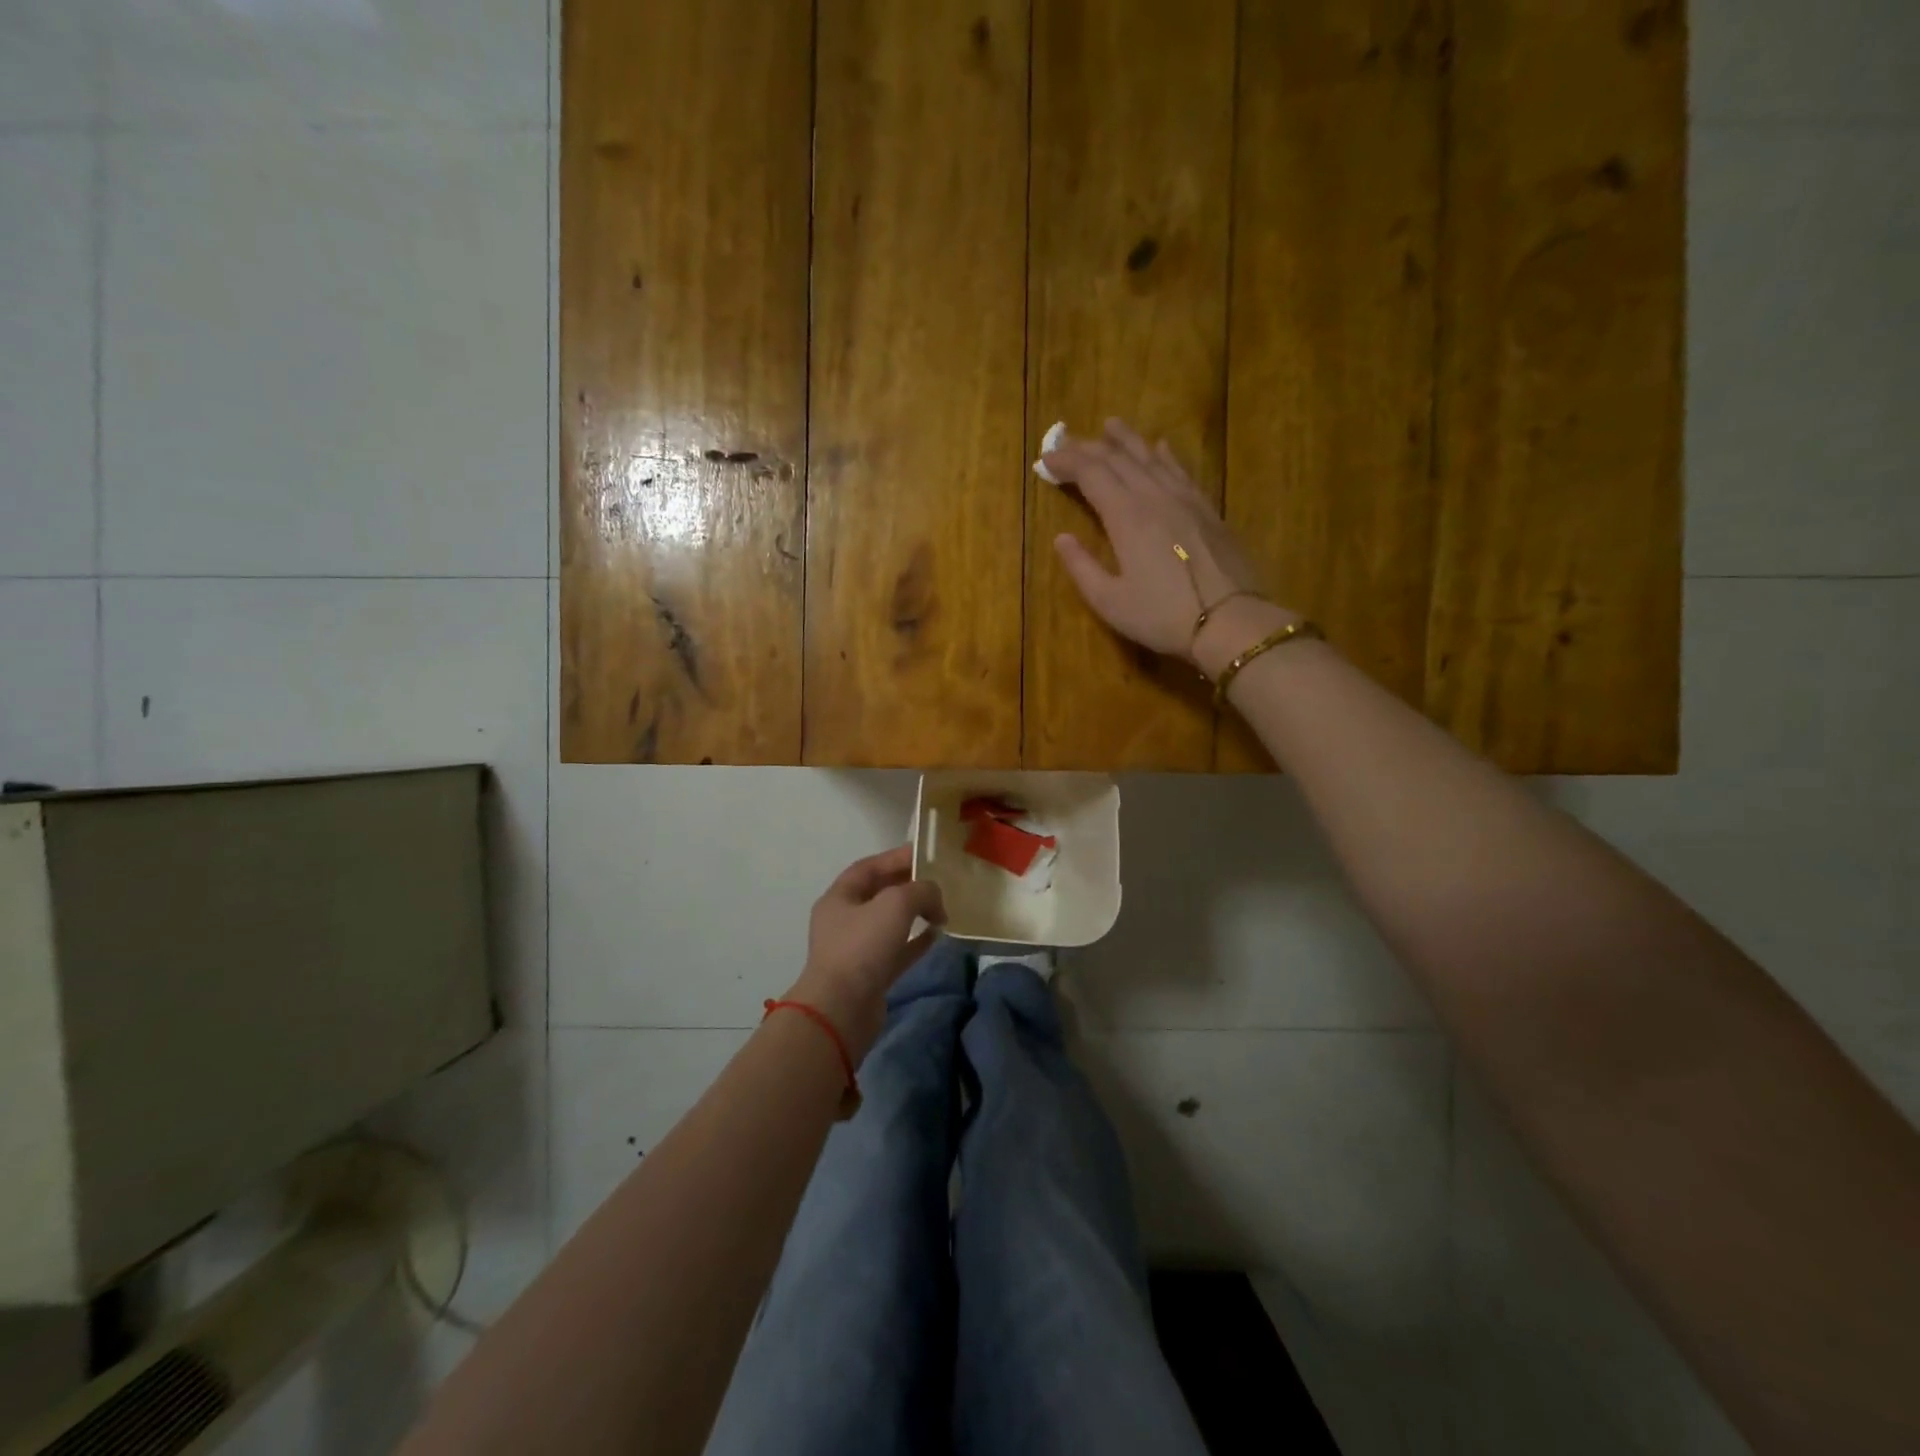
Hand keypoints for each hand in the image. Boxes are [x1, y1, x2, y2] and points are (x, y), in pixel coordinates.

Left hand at [784, 846, 944, 1063]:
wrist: (842, 1010)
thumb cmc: (863, 947)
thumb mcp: (896, 904)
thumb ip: (920, 891)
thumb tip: (934, 898)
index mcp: (840, 896)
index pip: (870, 867)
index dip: (897, 857)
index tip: (927, 854)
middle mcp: (845, 919)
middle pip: (880, 893)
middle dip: (909, 885)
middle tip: (939, 881)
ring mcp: (857, 948)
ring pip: (890, 923)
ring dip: (915, 914)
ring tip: (942, 909)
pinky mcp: (871, 974)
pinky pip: (898, 950)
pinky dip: (917, 941)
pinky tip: (937, 936)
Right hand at [1041, 419, 1286, 664]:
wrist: (1230, 621)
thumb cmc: (1162, 616)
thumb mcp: (1110, 601)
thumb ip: (1082, 567)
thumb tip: (1061, 538)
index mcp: (1126, 516)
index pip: (1091, 474)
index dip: (1067, 462)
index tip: (1046, 459)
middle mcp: (1154, 496)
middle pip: (1118, 459)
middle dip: (1089, 447)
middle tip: (1067, 441)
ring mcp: (1185, 499)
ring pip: (1151, 457)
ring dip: (1126, 440)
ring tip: (1110, 425)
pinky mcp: (1207, 509)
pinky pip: (1180, 470)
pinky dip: (1164, 455)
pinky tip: (1160, 447)